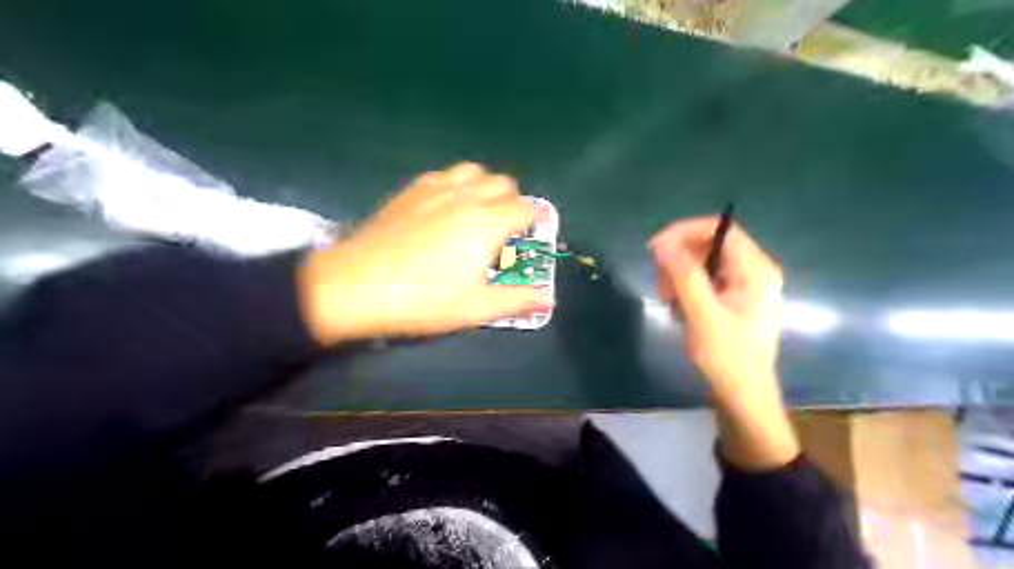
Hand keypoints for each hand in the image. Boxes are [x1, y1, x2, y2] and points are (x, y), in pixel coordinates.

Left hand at [298, 163, 550, 344]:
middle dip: (514, 200)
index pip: (525, 208)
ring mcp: (436, 189)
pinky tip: (447, 205)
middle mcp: (467, 197)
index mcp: (488, 223)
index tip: (540, 227)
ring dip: (486, 186)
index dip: (538, 217)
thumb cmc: (422, 299)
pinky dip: (458, 183)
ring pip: (474, 171)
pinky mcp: (411, 190)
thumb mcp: (475, 308)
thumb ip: (517, 300)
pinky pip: (445, 174)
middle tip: (509, 226)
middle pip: (503, 183)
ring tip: (481, 210)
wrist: (356, 285)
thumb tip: (549, 298)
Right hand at [650, 217, 781, 394]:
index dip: (685, 232)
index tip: (655, 248)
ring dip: (680, 276)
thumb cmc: (726, 356)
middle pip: (710, 245)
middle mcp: (754, 271)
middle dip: (680, 259)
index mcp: (755, 269)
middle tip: (659, 283)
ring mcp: (745, 287)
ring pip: (704, 264)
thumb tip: (662, 242)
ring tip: (667, 301)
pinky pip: (706, 281)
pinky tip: (678, 310)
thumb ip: (683, 274)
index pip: (719, 228)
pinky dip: (687, 290)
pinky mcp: (735, 300)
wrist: (743, 397)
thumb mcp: (701, 313)